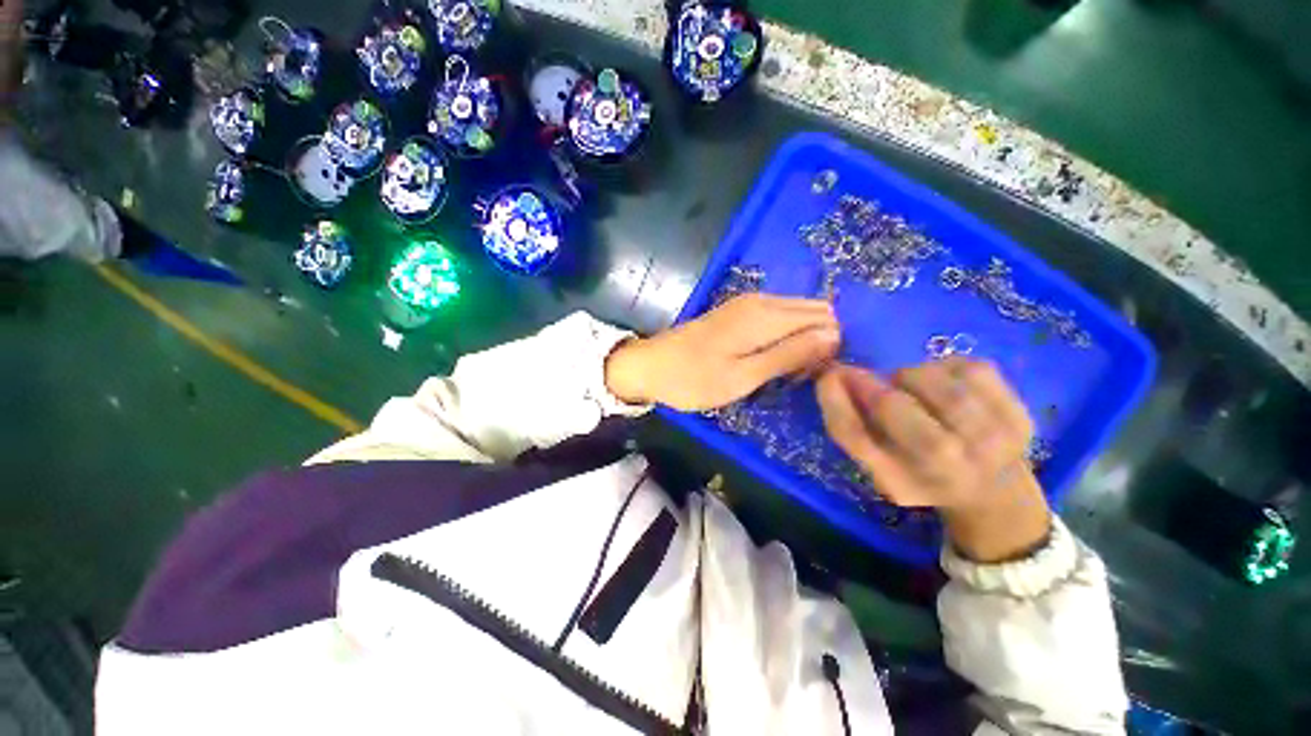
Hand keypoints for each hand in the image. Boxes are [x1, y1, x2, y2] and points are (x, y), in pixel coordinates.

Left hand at [605, 294, 839, 411]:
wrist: (651, 366)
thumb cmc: (695, 378)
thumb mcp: (744, 376)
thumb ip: (790, 354)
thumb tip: (835, 335)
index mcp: (766, 314)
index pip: (825, 318)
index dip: (826, 349)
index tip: (806, 377)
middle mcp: (762, 300)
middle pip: (813, 313)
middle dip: (814, 345)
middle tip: (791, 378)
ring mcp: (748, 304)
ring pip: (796, 317)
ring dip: (797, 346)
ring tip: (777, 375)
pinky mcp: (738, 313)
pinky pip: (776, 320)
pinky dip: (781, 341)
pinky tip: (765, 362)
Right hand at [816, 358, 1050, 562]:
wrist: (993, 490)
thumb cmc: (921, 474)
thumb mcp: (876, 462)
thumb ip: (848, 423)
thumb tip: (831, 375)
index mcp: (906, 482)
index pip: (859, 437)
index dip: (837, 400)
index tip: (829, 376)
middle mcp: (952, 468)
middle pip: (895, 405)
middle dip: (875, 385)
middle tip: (873, 383)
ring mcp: (995, 440)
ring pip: (933, 380)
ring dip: (911, 376)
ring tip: (913, 390)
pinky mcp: (1021, 414)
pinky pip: (970, 368)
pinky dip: (947, 368)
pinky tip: (946, 386)